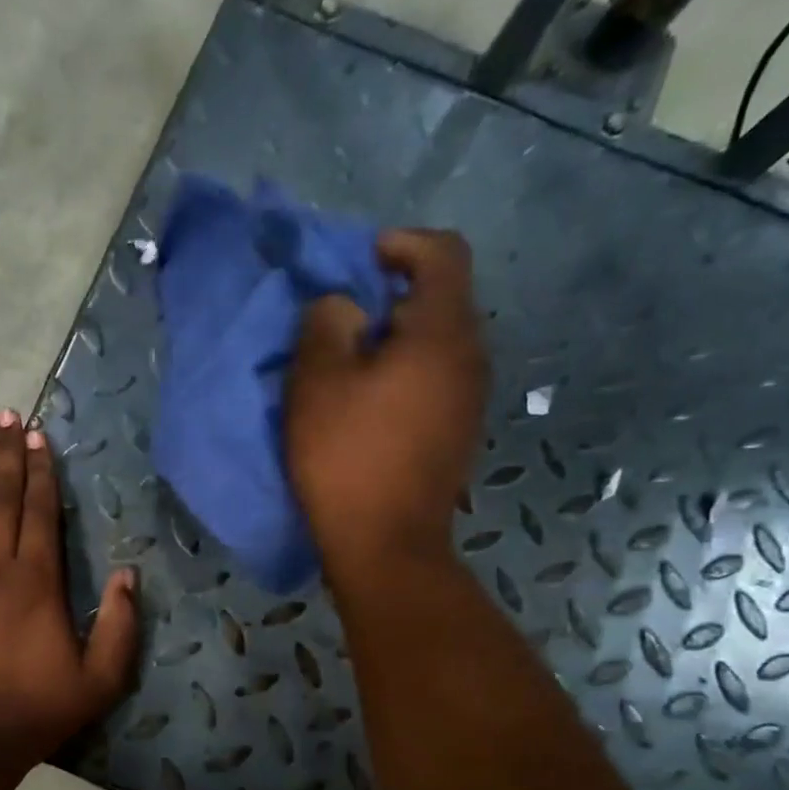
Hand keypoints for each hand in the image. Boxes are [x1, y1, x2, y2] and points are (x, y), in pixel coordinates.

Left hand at [0, 409, 139, 768]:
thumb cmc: (33, 712)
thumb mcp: (99, 680)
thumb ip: (120, 625)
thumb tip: (128, 574)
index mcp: (36, 580)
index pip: (40, 511)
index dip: (42, 472)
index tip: (39, 437)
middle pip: (1, 499)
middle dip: (6, 455)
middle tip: (6, 418)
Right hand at [286, 229, 488, 578]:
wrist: (385, 544)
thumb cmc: (347, 457)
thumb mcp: (317, 382)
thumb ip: (327, 323)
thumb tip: (345, 307)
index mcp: (442, 334)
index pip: (443, 254)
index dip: (401, 244)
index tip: (359, 262)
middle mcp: (471, 358)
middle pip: (442, 299)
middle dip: (391, 296)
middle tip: (341, 319)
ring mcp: (471, 399)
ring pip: (437, 344)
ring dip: (395, 340)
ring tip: (349, 364)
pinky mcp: (459, 432)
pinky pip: (436, 379)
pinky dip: (404, 373)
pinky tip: (368, 405)